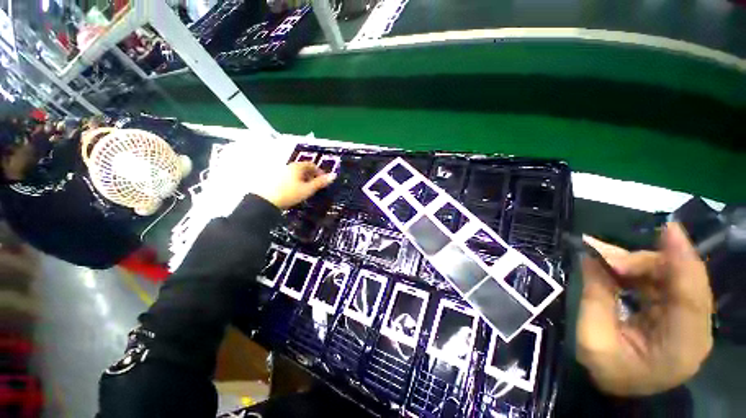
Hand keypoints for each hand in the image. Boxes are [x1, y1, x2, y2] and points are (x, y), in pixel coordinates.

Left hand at [254, 162, 335, 209]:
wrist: (265, 201)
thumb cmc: (290, 193)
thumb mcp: (308, 189)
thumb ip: (321, 182)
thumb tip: (334, 175)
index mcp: (297, 166)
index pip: (312, 165)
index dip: (319, 172)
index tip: (323, 181)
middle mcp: (288, 166)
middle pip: (303, 168)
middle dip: (311, 176)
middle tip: (315, 186)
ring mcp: (280, 171)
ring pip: (295, 173)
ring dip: (303, 179)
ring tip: (305, 190)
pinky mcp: (273, 178)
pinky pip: (288, 177)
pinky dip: (294, 182)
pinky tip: (294, 191)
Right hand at [577, 223, 712, 395]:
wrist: (625, 392)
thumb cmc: (609, 372)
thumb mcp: (593, 338)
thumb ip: (595, 296)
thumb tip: (591, 257)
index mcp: (681, 346)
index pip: (690, 296)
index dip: (682, 260)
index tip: (669, 229)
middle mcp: (696, 330)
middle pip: (682, 281)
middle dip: (645, 262)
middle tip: (605, 259)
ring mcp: (690, 321)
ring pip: (673, 278)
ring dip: (640, 266)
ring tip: (606, 264)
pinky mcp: (680, 315)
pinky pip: (665, 283)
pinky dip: (641, 273)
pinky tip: (619, 271)